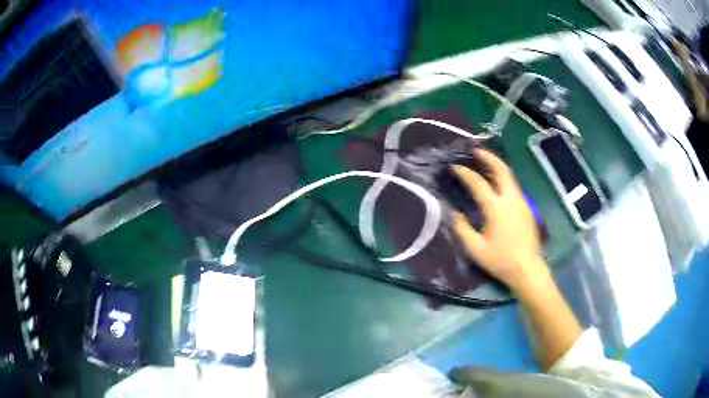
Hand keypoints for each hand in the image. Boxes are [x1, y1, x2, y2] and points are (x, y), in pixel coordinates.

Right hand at [452, 149, 547, 292]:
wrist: (528, 269)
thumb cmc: (501, 260)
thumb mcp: (476, 249)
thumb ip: (462, 229)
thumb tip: (452, 213)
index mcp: (497, 208)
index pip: (478, 183)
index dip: (465, 173)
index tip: (454, 167)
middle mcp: (511, 199)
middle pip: (501, 170)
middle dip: (489, 157)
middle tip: (476, 150)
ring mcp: (521, 202)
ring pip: (510, 176)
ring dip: (497, 166)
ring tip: (485, 162)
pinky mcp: (526, 208)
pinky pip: (514, 185)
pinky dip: (503, 177)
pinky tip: (497, 182)